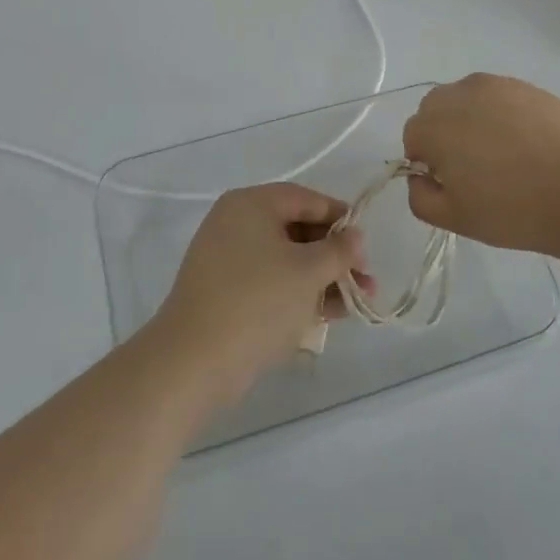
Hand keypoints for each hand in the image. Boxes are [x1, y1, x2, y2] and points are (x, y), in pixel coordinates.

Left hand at [152, 184, 371, 404]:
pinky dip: (298, 292)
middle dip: (334, 255)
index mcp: (250, 204)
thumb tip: (354, 236)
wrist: (194, 361)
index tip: (366, 242)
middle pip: (296, 229)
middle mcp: (235, 223)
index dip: (340, 217)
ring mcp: (226, 259)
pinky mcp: (224, 292)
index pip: (305, 198)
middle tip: (365, 278)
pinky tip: (329, 313)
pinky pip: (270, 281)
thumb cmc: (257, 302)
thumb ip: (338, 250)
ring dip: (322, 277)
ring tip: (357, 301)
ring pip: (285, 259)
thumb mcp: (308, 271)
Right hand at [402, 74, 559, 253]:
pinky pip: (500, 96)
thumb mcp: (455, 219)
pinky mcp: (527, 86)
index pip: (413, 136)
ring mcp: (496, 86)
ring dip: (470, 117)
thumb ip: (420, 197)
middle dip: (443, 132)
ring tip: (499, 150)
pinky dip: (501, 112)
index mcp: (435, 126)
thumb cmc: (512, 210)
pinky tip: (524, 141)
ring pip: (466, 97)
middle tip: (471, 165)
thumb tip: (420, 177)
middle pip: (435, 108)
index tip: (450, 181)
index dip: (426, 160)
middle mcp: (460, 95)